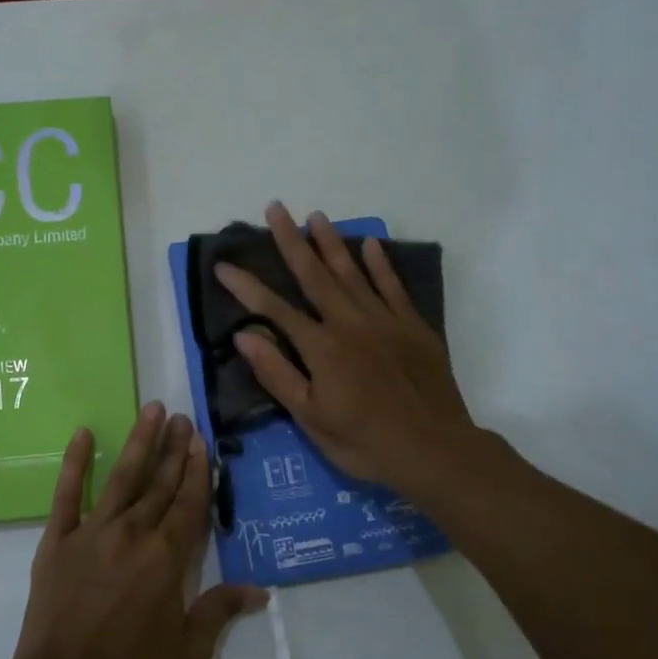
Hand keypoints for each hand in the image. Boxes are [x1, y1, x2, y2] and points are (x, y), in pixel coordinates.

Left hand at [13, 404, 265, 658]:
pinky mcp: (58, 539)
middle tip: (183, 418)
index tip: (201, 441)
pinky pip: (66, 493)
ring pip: (122, 477)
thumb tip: (260, 591)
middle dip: (174, 449)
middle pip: (160, 483)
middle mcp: (134, 533)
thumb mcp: (189, 648)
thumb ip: (220, 610)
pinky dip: (74, 462)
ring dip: (140, 443)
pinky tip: (82, 433)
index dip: (197, 470)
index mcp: (167, 557)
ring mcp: (93, 531)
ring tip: (152, 411)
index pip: (188, 502)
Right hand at [215, 203, 488, 495]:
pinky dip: (381, 264)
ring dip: (332, 243)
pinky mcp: (413, 326)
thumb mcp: (311, 419)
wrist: (434, 449)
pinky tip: (370, 244)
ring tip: (316, 216)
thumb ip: (278, 374)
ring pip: (353, 273)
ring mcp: (385, 321)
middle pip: (314, 275)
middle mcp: (350, 323)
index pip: (274, 309)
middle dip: (291, 241)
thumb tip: (244, 335)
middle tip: (275, 208)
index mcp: (321, 348)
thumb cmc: (365, 442)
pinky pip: (393, 286)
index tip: (223, 265)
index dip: (246, 286)